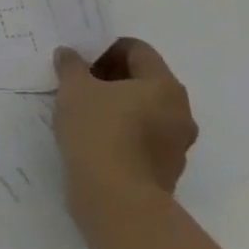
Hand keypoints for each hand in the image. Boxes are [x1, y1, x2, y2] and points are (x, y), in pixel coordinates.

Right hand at [52, 37, 197, 218]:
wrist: (116, 199)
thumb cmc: (98, 131)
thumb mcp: (74, 88)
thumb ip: (71, 65)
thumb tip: (69, 54)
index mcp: (163, 85)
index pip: (137, 49)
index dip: (106, 49)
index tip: (81, 62)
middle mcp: (179, 110)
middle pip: (144, 80)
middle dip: (111, 78)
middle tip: (79, 84)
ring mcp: (177, 143)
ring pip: (145, 111)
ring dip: (118, 106)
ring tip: (84, 113)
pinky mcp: (167, 169)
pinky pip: (144, 138)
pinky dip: (123, 132)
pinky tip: (95, 139)